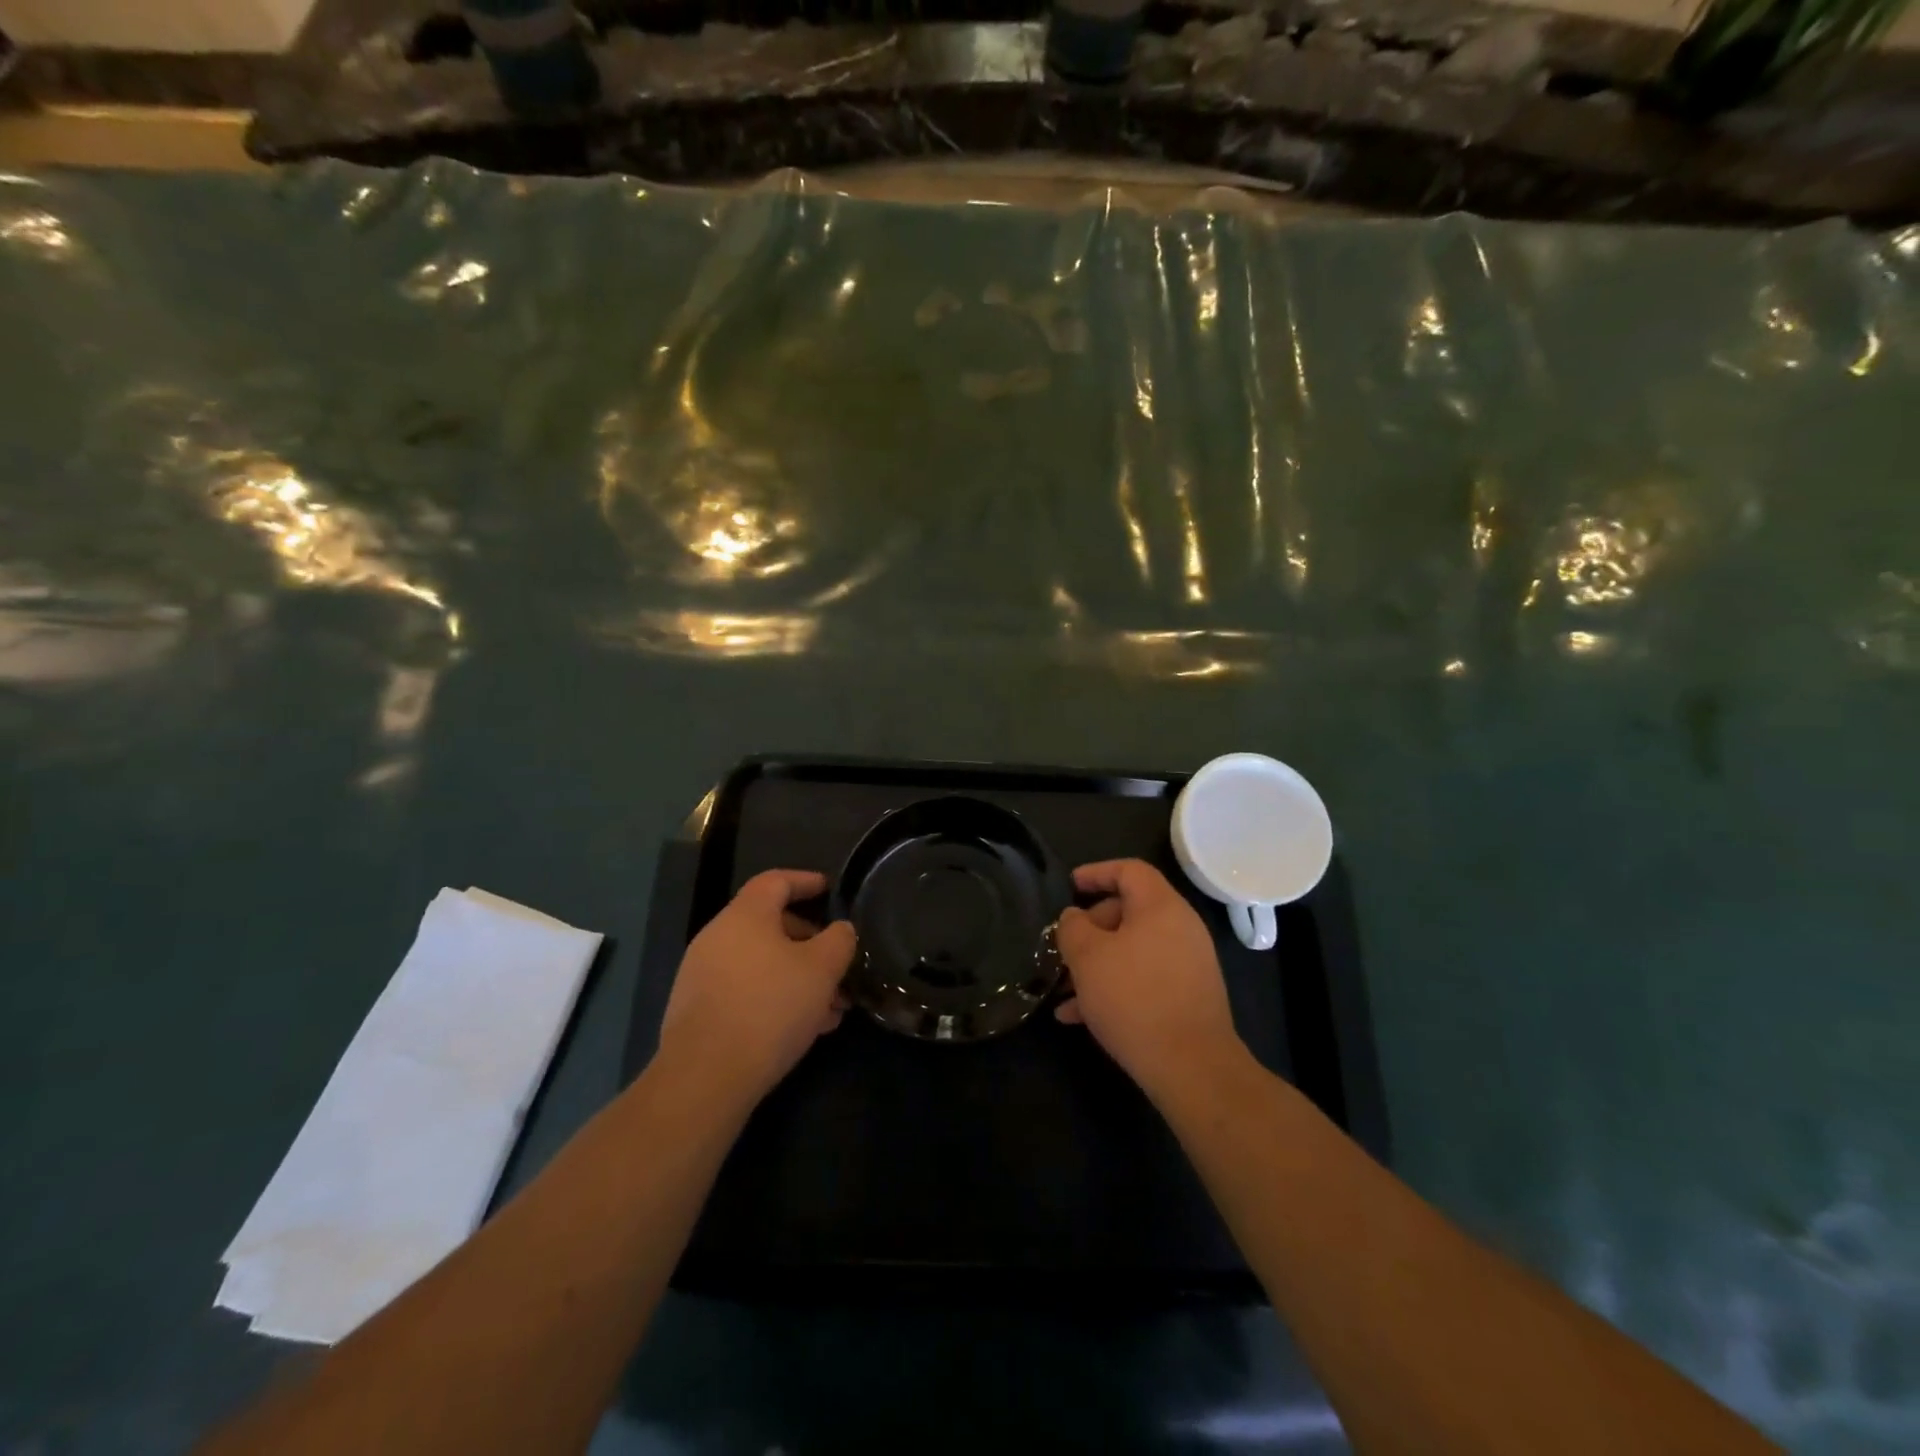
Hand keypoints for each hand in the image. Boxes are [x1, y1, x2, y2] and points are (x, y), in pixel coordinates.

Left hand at [657, 869, 855, 1104]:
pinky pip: (746, 990)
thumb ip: (839, 940)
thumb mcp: (822, 970)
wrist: (705, 1077)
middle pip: (771, 925)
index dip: (806, 881)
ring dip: (799, 978)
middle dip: (811, 944)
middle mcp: (718, 937)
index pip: (776, 881)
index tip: (829, 889)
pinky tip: (803, 1028)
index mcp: (745, 915)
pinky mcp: (698, 1011)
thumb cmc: (770, 1007)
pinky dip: (776, 998)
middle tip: (839, 967)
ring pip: (762, 964)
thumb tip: (840, 930)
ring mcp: (703, 975)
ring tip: (831, 1009)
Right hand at [1054, 859, 1243, 1097]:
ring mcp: (1188, 964)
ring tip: (1063, 990)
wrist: (1192, 1067)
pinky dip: (1115, 987)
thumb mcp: (1087, 957)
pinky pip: (1145, 979)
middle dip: (1091, 927)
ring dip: (1097, 964)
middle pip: (1129, 910)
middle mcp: (1181, 928)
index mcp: (1161, 906)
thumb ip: (1073, 927)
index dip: (1096, 872)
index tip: (1070, 886)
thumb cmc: (1134, 998)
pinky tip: (1079, 1017)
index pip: (1129, 870)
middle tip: (1064, 947)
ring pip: (1133, 950)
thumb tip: (1074, 917)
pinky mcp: (1188, 997)